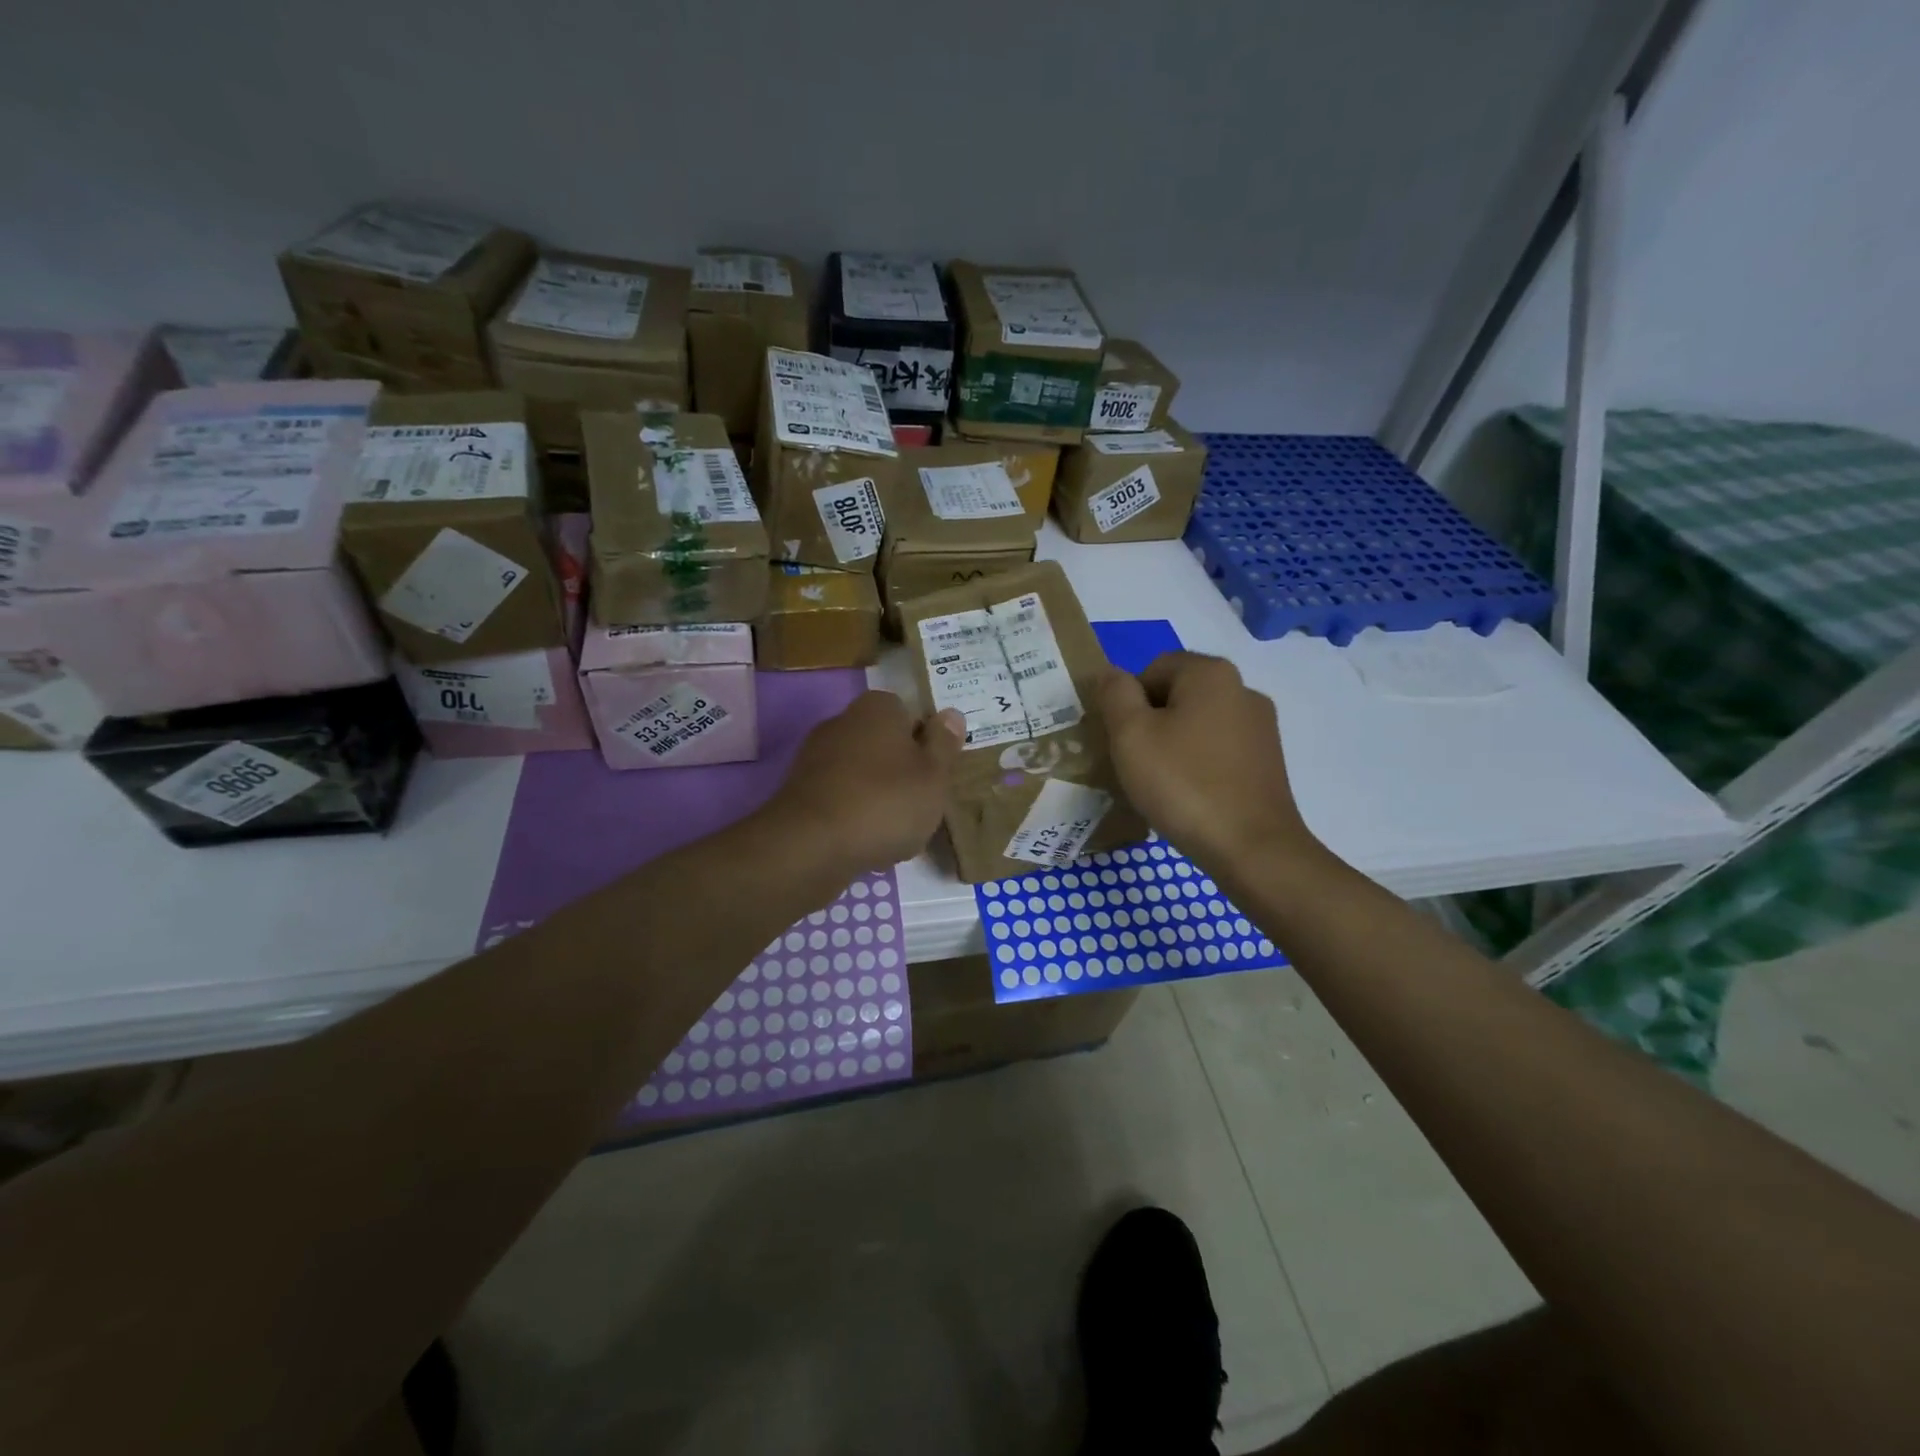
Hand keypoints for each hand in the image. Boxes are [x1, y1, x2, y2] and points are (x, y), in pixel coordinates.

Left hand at [761, 691, 964, 876]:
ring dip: (878, 796)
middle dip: (901, 771)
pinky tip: (865, 842)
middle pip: (884, 744)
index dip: (926, 742)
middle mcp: (842, 721)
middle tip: (922, 804)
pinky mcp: (800, 792)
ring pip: (862, 773)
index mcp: (877, 708)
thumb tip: (951, 714)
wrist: (811, 846)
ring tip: (896, 831)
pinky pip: (840, 798)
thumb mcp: (933, 775)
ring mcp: (816, 756)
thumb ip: (944, 744)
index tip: (937, 774)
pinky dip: (854, 815)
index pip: (909, 713)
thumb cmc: (885, 802)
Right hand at [1098, 652, 1321, 872]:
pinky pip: (1220, 750)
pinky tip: (1189, 796)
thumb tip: (1112, 675)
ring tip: (1160, 784)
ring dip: (1174, 745)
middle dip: (1151, 723)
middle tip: (1135, 763)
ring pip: (1198, 724)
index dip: (1128, 702)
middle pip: (1178, 694)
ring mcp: (1261, 726)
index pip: (1152, 668)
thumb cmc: (1183, 784)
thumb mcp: (1130, 735)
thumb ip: (1115, 694)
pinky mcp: (1269, 761)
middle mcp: (1243, 689)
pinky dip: (1199, 764)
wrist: (1252, 848)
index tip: (1122, 740)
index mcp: (1210, 673)